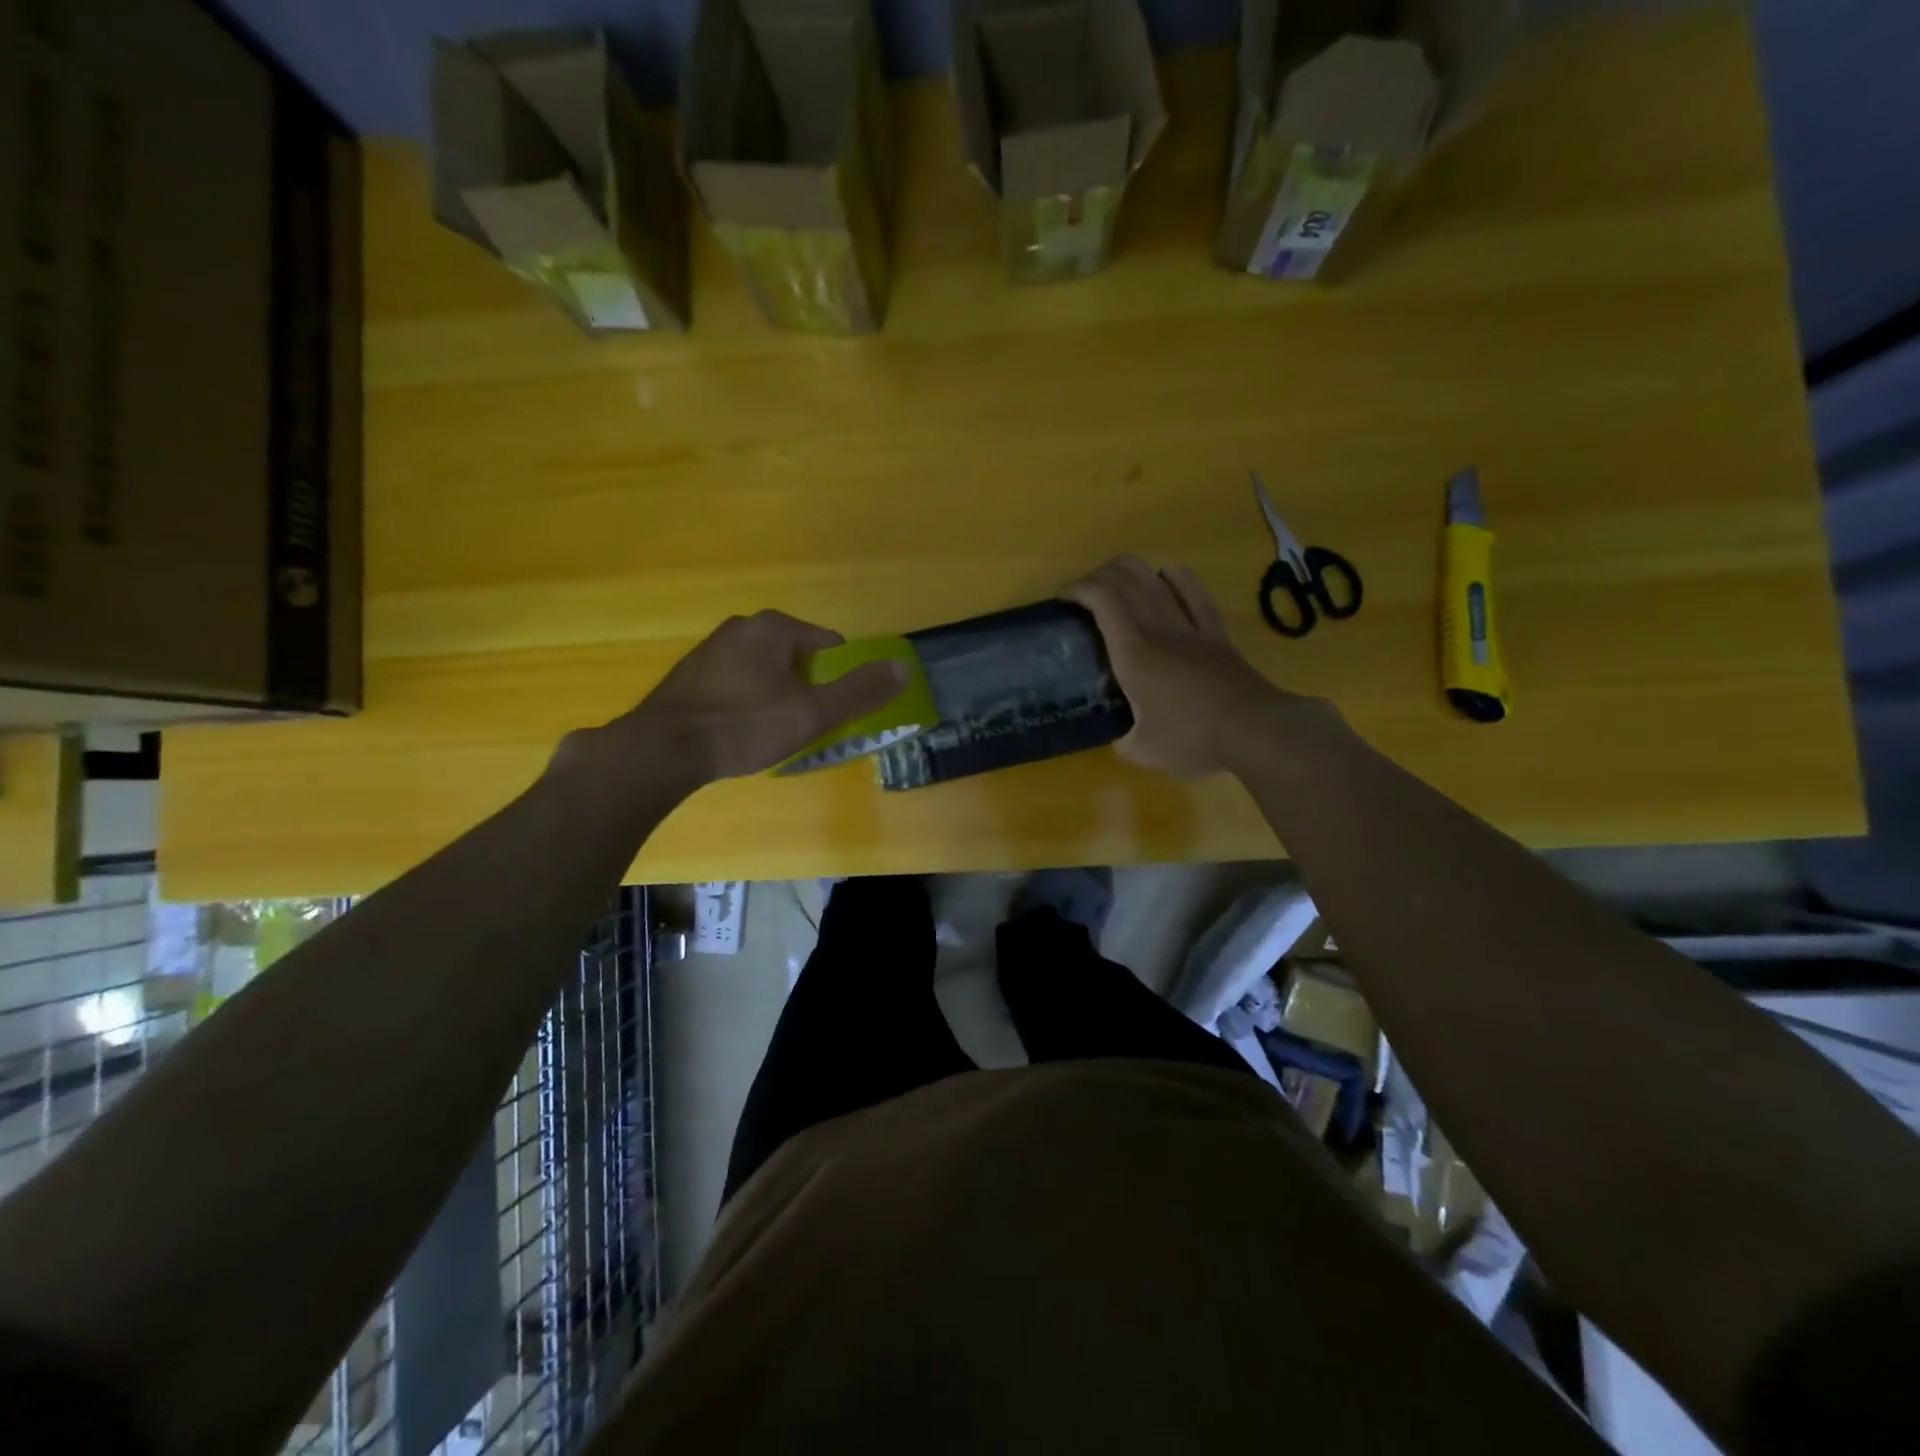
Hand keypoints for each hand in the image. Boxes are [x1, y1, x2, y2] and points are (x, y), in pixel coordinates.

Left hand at [573, 610, 907, 790]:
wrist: (661, 750)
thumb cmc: (743, 726)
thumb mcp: (811, 714)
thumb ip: (859, 691)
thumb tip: (903, 667)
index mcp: (774, 627)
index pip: (830, 645)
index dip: (839, 680)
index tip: (831, 712)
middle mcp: (742, 626)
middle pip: (799, 658)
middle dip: (808, 689)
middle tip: (803, 727)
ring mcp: (712, 649)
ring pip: (767, 672)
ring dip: (778, 697)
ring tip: (770, 734)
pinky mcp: (692, 675)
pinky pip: (738, 683)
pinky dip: (748, 703)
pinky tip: (739, 733)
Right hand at [1062, 556, 1316, 777]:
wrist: (1255, 730)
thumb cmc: (1192, 739)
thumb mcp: (1142, 751)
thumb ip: (1123, 740)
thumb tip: (1121, 737)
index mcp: (1133, 652)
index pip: (1101, 599)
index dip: (1077, 588)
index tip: (1062, 599)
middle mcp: (1159, 629)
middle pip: (1125, 578)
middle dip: (1097, 575)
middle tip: (1083, 595)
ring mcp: (1191, 627)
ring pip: (1156, 579)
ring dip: (1130, 570)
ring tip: (1115, 582)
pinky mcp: (1216, 633)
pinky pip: (1194, 592)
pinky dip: (1176, 577)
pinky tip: (1166, 575)